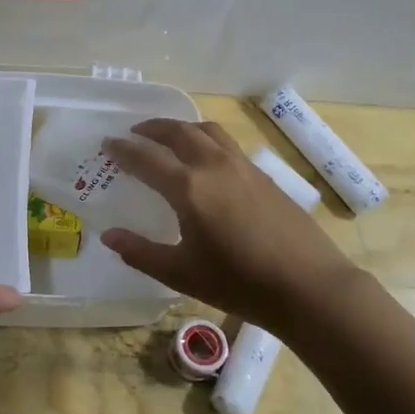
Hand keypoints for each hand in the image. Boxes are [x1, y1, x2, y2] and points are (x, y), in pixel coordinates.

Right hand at [99, 119, 359, 333]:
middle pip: (179, 132)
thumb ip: (141, 253)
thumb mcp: (181, 273)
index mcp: (189, 188)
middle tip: (136, 132)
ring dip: (183, 128)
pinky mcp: (264, 176)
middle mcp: (214, 166)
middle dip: (153, 128)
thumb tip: (109, 235)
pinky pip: (228, 145)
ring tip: (171, 137)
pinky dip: (207, 140)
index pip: (147, 159)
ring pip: (208, 131)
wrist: (307, 286)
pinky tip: (208, 161)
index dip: (124, 150)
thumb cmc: (238, 283)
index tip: (108, 143)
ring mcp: (243, 167)